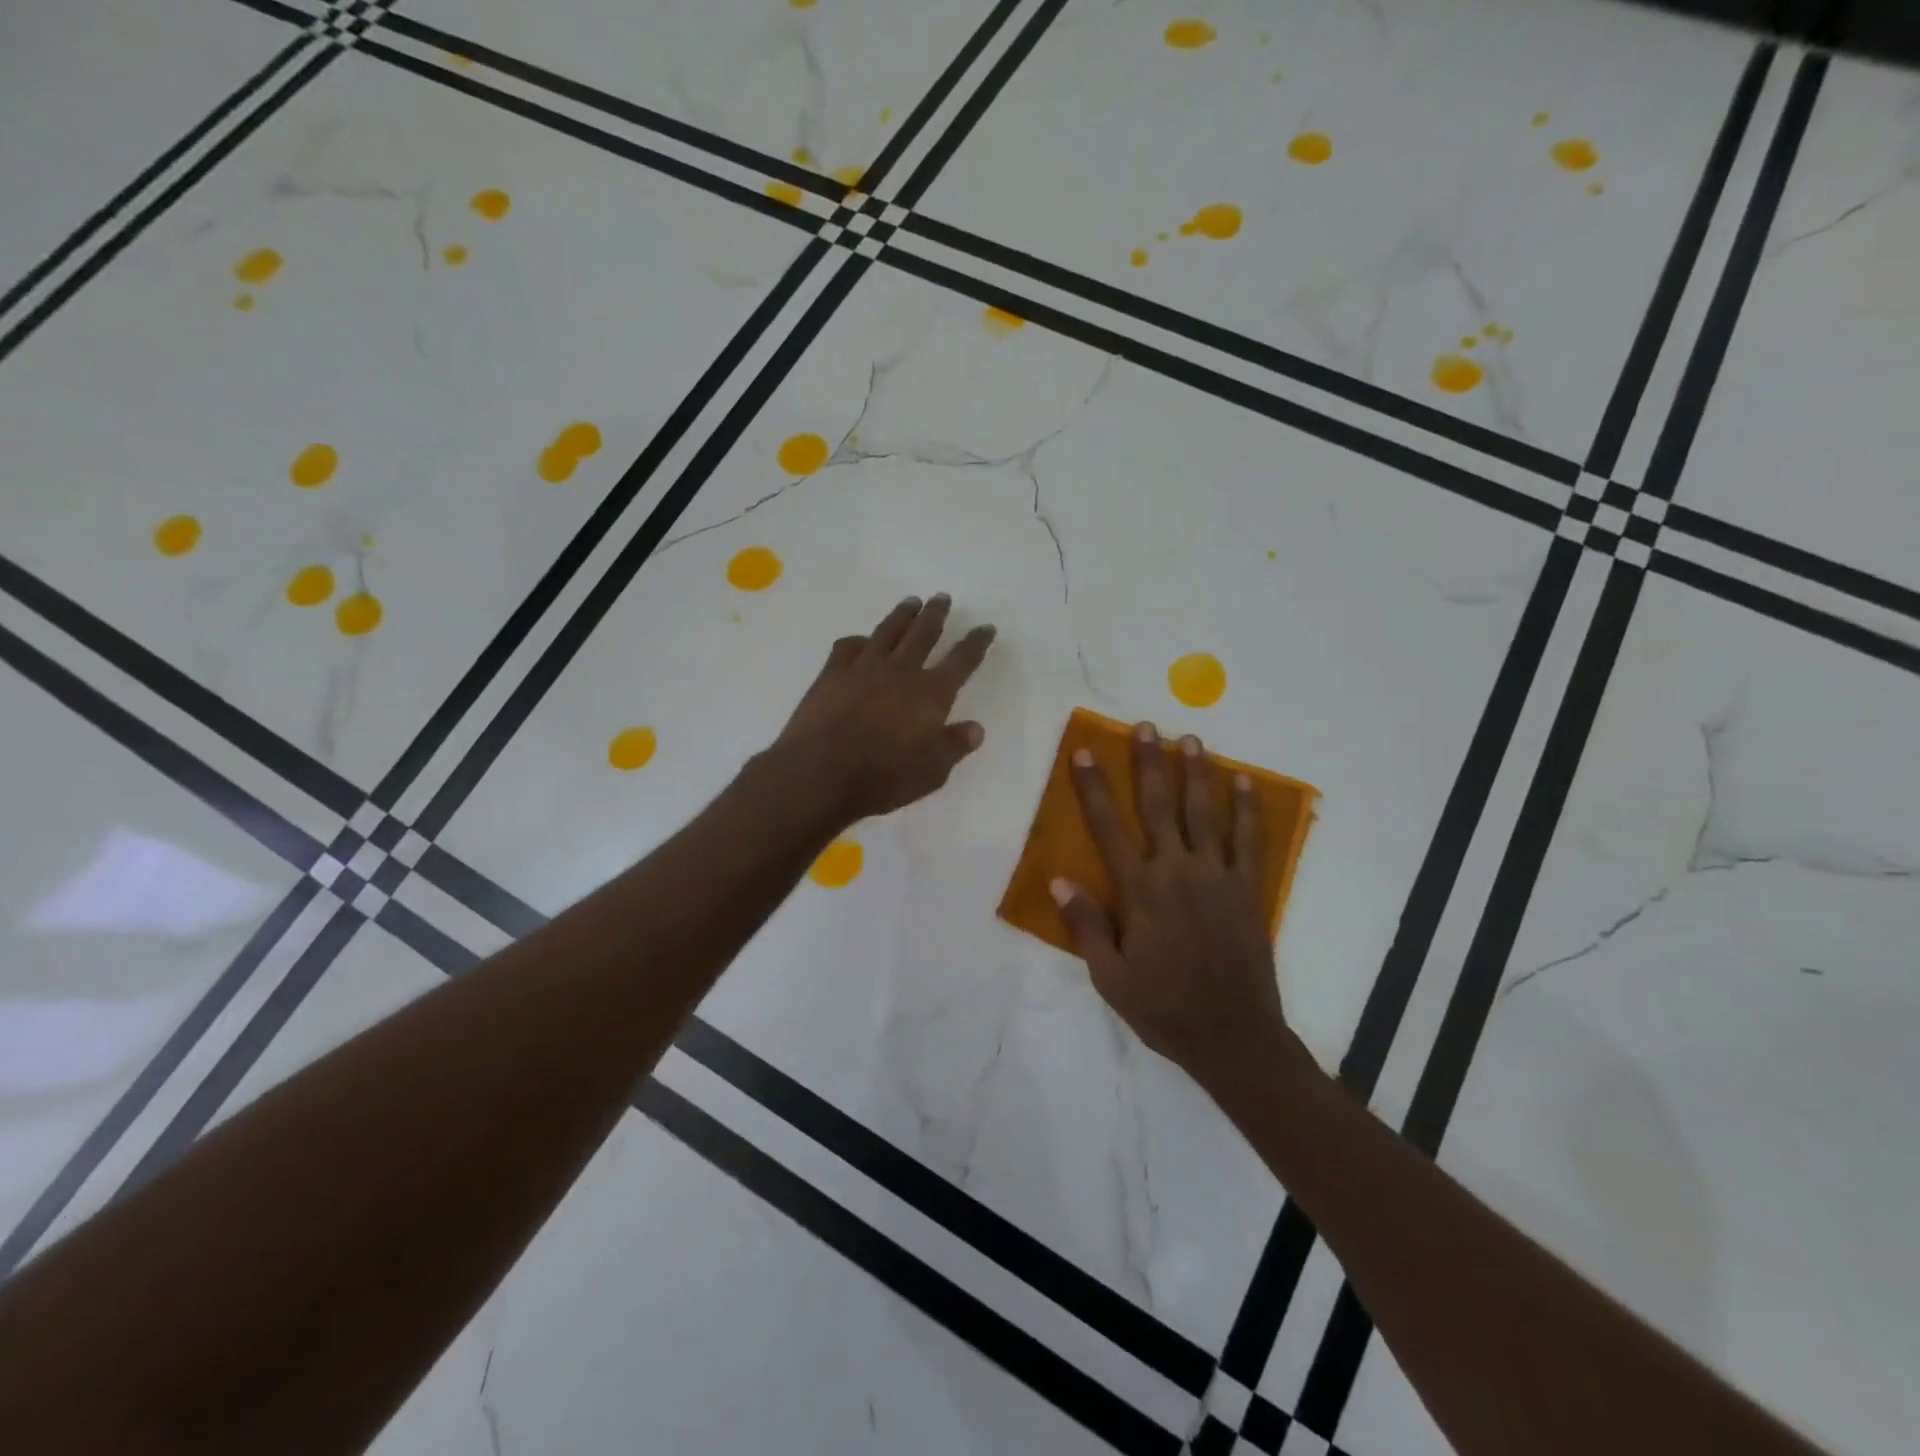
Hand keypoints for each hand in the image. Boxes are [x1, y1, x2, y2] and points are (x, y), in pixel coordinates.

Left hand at [775, 594, 996, 822]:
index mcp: (931, 693)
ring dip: (902, 614)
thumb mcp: (932, 772)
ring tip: (911, 602)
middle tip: (942, 597)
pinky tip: (861, 640)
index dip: (976, 643)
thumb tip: (975, 728)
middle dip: (936, 614)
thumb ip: (954, 746)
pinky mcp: (832, 673)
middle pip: (923, 633)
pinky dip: (859, 639)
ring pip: (888, 631)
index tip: (986, 627)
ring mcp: (863, 667)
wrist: (820, 773)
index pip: (961, 661)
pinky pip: (848, 646)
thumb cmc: (883, 777)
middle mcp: (901, 671)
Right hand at [1052, 724, 1291, 1084]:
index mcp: (1140, 890)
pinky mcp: (1248, 889)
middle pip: (1160, 806)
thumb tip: (1059, 879)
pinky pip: (1250, 840)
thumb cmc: (1163, 1008)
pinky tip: (1245, 781)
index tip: (1085, 753)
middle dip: (1149, 763)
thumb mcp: (1110, 977)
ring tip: (1191, 739)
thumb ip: (1085, 925)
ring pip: (1205, 812)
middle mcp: (1177, 871)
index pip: (1108, 827)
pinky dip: (1248, 808)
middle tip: (1146, 726)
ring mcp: (1217, 876)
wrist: (1233, 1036)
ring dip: (1196, 773)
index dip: (1093, 788)